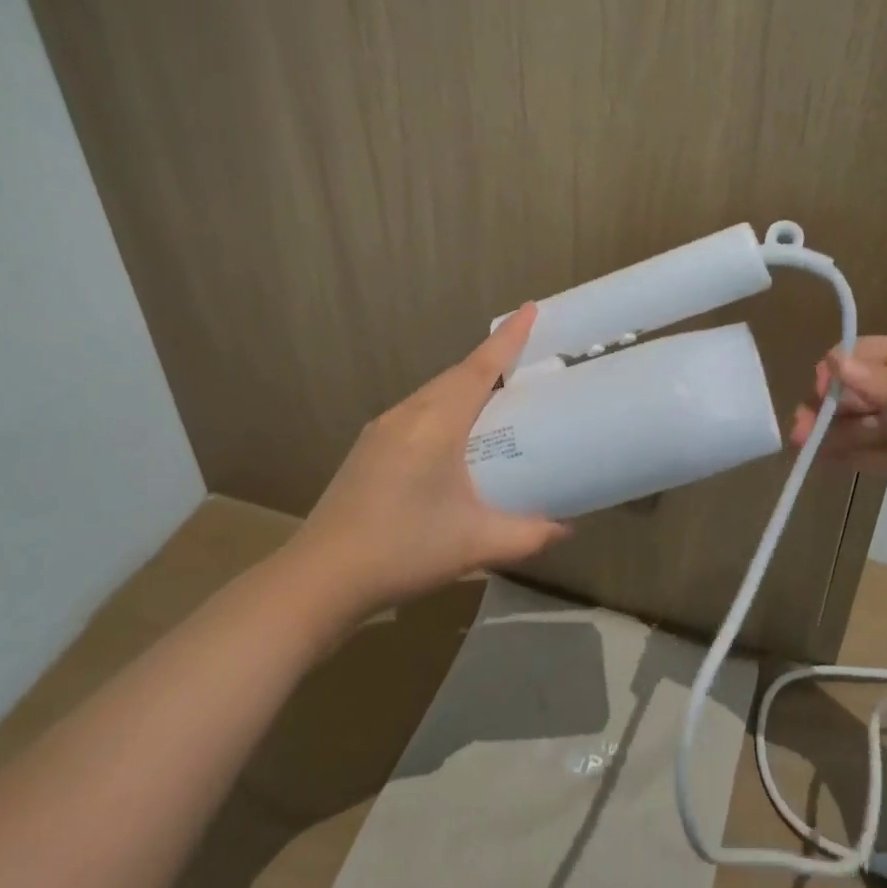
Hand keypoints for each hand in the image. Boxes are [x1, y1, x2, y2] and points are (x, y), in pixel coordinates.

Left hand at [295, 304, 569, 613]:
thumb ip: (528, 534)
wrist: (320, 578)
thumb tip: (566, 530)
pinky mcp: (368, 448)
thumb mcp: (475, 543)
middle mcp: (407, 414)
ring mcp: (382, 429)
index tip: (529, 309)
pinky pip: (416, 409)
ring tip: (495, 395)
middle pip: (456, 374)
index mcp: (436, 424)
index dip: (507, 338)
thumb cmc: (403, 551)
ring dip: (465, 384)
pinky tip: (451, 433)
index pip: (480, 368)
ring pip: (433, 391)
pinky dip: (443, 405)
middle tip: (525, 360)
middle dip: (491, 360)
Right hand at [789, 335, 886, 513]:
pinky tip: (820, 461)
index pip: (860, 357)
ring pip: (857, 426)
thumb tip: (834, 364)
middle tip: (799, 429)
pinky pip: (872, 455)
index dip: (836, 373)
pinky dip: (846, 457)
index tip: (822, 395)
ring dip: (828, 433)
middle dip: (824, 406)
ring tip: (800, 446)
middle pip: (852, 393)